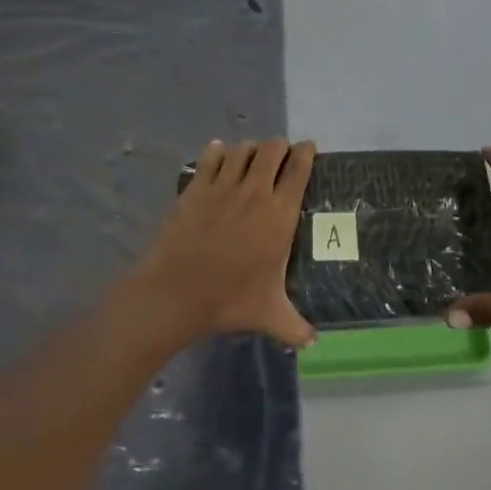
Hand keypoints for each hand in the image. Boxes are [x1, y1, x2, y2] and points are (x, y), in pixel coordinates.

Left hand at [133, 139, 317, 350]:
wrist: (177, 293)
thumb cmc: (228, 300)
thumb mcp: (269, 315)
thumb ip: (295, 326)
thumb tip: (314, 342)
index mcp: (280, 215)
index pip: (299, 169)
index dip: (305, 153)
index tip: (307, 150)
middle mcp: (256, 192)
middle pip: (272, 149)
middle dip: (279, 147)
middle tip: (279, 156)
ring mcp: (224, 185)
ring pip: (243, 149)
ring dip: (250, 149)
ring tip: (250, 158)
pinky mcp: (197, 187)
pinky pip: (211, 156)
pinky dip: (218, 152)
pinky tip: (219, 156)